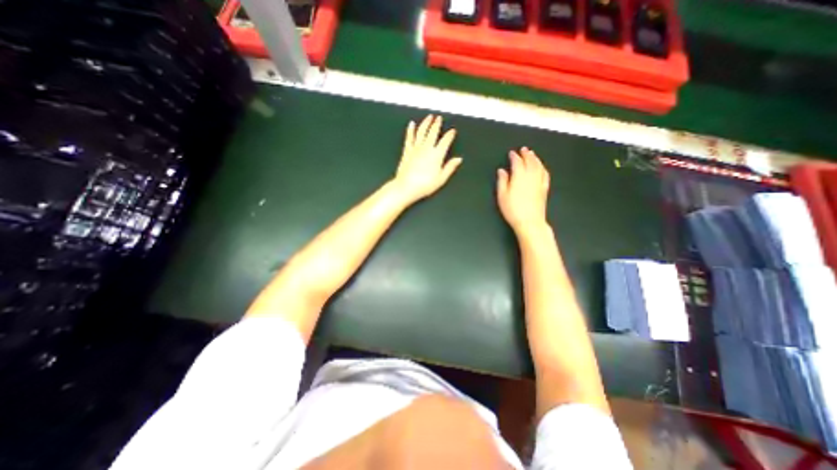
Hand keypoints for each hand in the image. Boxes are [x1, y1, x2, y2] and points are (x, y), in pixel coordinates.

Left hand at [393, 114, 462, 202]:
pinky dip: (411, 130)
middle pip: (433, 133)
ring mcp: (416, 148)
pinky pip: (409, 137)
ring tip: (429, 117)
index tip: (452, 131)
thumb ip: (450, 167)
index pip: (445, 141)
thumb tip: (458, 159)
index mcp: (437, 155)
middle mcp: (426, 148)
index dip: (450, 135)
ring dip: (426, 123)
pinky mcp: (407, 151)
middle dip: (437, 124)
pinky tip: (411, 124)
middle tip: (439, 118)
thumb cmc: (424, 185)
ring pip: (422, 132)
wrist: (406, 187)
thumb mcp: (441, 179)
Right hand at [495, 146, 549, 234]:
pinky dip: (542, 167)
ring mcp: (539, 182)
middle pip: (530, 161)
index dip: (514, 156)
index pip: (517, 162)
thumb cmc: (513, 209)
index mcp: (519, 176)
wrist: (530, 221)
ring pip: (538, 165)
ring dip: (535, 158)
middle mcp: (531, 176)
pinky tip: (541, 167)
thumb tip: (502, 171)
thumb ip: (502, 181)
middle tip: (523, 149)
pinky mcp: (544, 188)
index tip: (511, 153)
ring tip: (532, 154)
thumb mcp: (502, 196)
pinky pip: (545, 174)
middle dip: (526, 154)